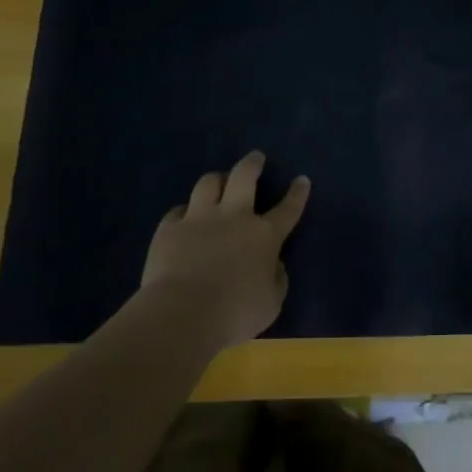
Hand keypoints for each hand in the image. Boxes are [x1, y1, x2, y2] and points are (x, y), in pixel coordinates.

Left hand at [137, 152, 309, 352]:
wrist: (182, 314)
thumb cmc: (235, 313)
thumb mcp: (271, 303)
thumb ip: (276, 279)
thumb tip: (274, 265)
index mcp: (264, 236)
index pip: (287, 209)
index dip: (297, 194)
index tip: (302, 179)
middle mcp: (233, 217)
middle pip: (244, 177)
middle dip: (252, 164)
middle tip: (255, 157)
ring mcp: (198, 219)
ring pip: (208, 183)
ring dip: (216, 179)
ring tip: (218, 181)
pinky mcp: (169, 229)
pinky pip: (177, 211)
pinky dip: (184, 212)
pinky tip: (183, 217)